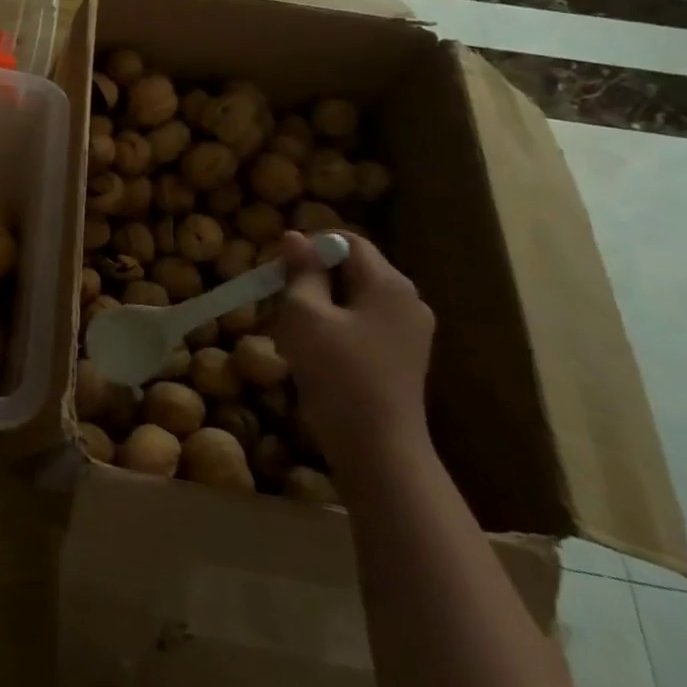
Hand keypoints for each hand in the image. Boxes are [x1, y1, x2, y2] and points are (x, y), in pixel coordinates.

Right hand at [269, 231, 434, 477]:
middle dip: (311, 278)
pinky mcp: (402, 358)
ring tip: (292, 332)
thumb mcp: (305, 314)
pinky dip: (335, 328)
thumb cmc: (337, 373)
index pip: (347, 241)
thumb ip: (301, 271)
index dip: (309, 246)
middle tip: (278, 301)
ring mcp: (409, 332)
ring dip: (319, 305)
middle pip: (351, 269)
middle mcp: (408, 300)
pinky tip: (313, 353)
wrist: (377, 449)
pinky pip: (362, 324)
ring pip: (353, 298)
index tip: (277, 269)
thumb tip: (294, 237)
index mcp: (389, 284)